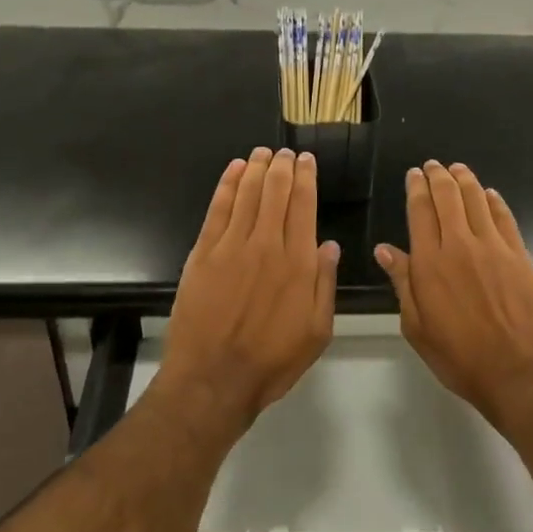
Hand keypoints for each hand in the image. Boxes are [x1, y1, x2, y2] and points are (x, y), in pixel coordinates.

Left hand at [160, 147, 338, 431]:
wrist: (213, 379)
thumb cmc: (271, 361)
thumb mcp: (317, 331)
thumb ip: (325, 284)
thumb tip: (329, 245)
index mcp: (298, 263)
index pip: (304, 206)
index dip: (306, 178)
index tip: (307, 160)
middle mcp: (266, 245)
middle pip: (276, 192)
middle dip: (282, 167)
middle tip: (286, 152)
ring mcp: (232, 246)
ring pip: (247, 194)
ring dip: (257, 168)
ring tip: (263, 153)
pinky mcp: (204, 253)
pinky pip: (218, 209)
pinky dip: (227, 185)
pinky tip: (235, 170)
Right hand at [375, 162, 532, 424]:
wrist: (518, 370)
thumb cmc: (459, 356)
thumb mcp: (417, 326)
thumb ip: (402, 282)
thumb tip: (385, 249)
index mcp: (430, 263)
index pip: (420, 211)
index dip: (416, 188)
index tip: (414, 175)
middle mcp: (460, 245)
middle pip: (448, 197)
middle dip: (438, 176)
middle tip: (433, 165)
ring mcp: (493, 247)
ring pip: (476, 200)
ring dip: (465, 180)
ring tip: (457, 169)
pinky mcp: (519, 254)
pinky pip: (504, 217)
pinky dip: (494, 201)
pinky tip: (489, 194)